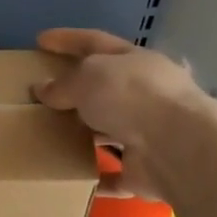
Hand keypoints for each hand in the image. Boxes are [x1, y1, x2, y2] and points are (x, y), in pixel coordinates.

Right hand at [31, 28, 206, 199]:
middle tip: (44, 96)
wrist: (177, 147)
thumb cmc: (131, 96)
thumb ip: (63, 84)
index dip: (67, 39)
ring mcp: (148, 133)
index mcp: (134, 61)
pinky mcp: (145, 170)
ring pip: (110, 131)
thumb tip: (43, 89)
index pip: (94, 42)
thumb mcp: (87, 78)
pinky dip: (96, 176)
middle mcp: (144, 94)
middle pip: (105, 89)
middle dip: (76, 91)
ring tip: (49, 136)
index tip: (40, 40)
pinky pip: (114, 174)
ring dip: (85, 134)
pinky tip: (72, 177)